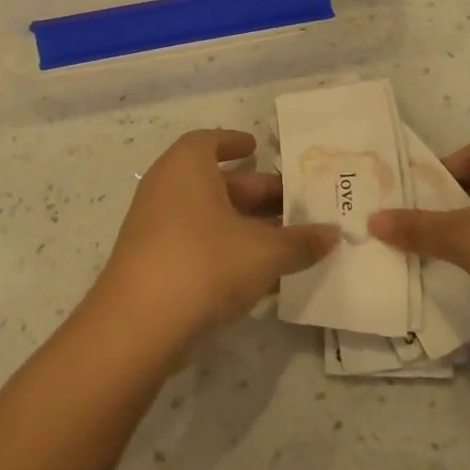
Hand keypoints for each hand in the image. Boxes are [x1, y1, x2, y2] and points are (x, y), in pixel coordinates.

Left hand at [88, 130, 338, 355]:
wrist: (138, 328)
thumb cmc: (203, 264)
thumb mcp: (263, 252)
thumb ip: (300, 242)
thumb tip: (332, 234)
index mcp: (187, 168)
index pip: (209, 142)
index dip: (233, 143)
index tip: (257, 148)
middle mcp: (167, 189)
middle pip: (217, 183)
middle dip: (256, 193)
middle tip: (295, 204)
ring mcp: (157, 229)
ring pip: (210, 219)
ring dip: (247, 227)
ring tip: (289, 241)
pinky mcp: (155, 266)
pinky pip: (199, 247)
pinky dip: (229, 253)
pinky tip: (263, 277)